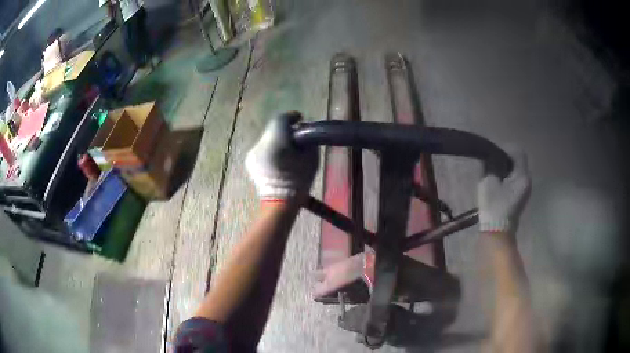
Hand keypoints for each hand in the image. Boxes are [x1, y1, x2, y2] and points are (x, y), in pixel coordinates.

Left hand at [245, 112, 318, 202]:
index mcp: (274, 141)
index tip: (300, 119)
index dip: (291, 117)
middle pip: (273, 129)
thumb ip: (307, 140)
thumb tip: (303, 133)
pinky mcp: (249, 162)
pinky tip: (279, 160)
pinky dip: (271, 150)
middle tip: (297, 137)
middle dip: (285, 130)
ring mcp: (252, 153)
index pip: (280, 119)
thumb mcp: (311, 158)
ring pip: (267, 139)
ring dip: (278, 140)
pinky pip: (262, 149)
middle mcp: (259, 144)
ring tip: (288, 150)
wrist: (280, 202)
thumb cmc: (299, 180)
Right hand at [478, 149, 530, 232]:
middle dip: (505, 158)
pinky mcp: (519, 196)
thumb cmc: (494, 207)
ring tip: (492, 173)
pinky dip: (506, 177)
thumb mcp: (489, 182)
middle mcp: (526, 180)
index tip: (493, 154)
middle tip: (491, 163)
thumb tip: (491, 158)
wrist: (497, 233)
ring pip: (516, 170)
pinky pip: (514, 179)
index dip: (505, 149)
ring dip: (505, 168)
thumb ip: (491, 166)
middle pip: (518, 161)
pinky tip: (497, 183)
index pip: (518, 152)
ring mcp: (524, 189)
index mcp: (522, 176)